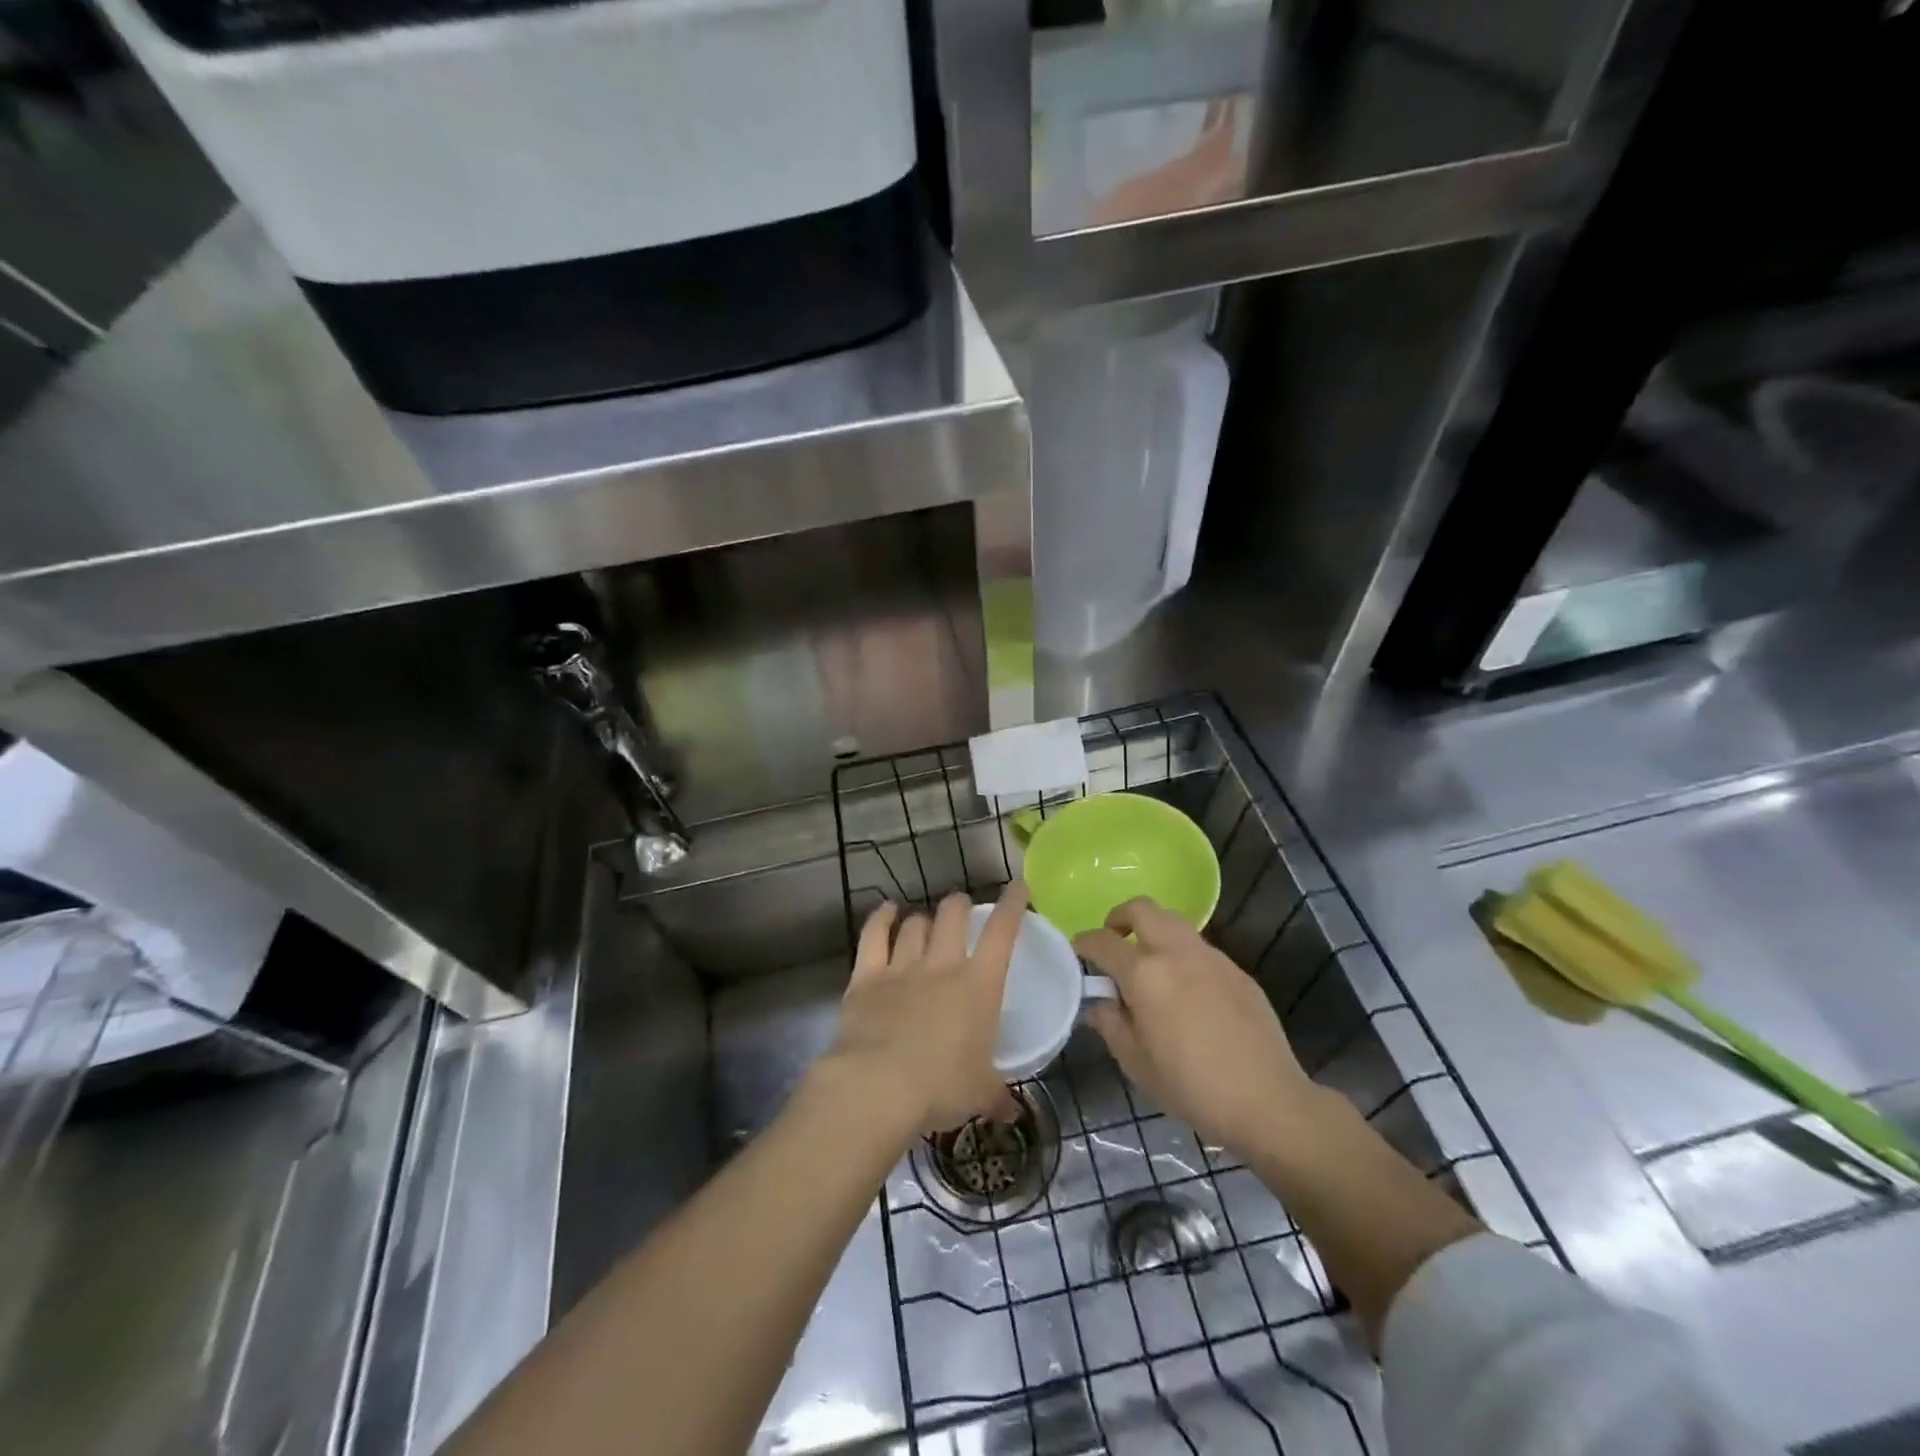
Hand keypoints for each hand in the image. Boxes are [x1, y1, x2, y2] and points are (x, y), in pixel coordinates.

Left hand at [823, 885, 1025, 1134]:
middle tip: (962, 908)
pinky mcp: (866, 976)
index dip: (1012, 905)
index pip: (1002, 933)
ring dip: (923, 919)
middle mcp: (942, 965)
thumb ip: (997, 1096)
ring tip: (925, 921)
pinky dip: (881, 918)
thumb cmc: (941, 1088)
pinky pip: (874, 936)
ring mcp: (902, 966)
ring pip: (916, 924)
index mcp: (979, 986)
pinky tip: (886, 910)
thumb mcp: (979, 1094)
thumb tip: (1012, 1114)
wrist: (878, 1086)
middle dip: (960, 905)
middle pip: (953, 915)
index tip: (1017, 887)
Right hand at [1075, 897, 1318, 1160]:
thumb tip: (1099, 1004)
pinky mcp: (1237, 971)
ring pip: (1174, 923)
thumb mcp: (1136, 1063)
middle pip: (1142, 908)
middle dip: (1121, 917)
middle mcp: (1176, 953)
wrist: (1267, 1100)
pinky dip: (1182, 955)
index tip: (1077, 950)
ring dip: (1154, 932)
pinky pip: (1200, 949)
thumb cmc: (1191, 1086)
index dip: (1084, 942)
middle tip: (1114, 940)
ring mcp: (1211, 958)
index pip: (1103, 941)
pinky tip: (1187, 992)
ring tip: (1150, 965)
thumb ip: (1111, 1025)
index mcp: (1144, 974)